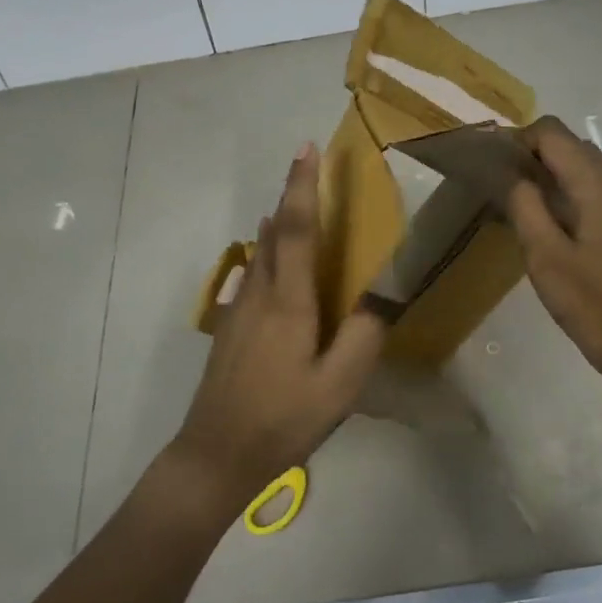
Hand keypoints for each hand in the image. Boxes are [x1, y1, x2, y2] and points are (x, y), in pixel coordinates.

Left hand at [168, 144, 386, 511]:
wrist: (216, 454)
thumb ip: (365, 334)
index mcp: (288, 302)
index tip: (307, 149)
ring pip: (260, 254)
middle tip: (307, 168)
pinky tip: (271, 267)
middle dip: (290, 195)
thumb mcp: (339, 386)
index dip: (302, 186)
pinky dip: (266, 256)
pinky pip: (252, 276)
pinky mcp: (230, 329)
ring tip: (292, 207)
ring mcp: (239, 311)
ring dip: (277, 224)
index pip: (295, 229)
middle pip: (273, 232)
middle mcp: (260, 294)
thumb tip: (385, 291)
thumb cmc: (283, 419)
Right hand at [505, 116, 601, 389]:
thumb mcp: (544, 255)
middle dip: (531, 158)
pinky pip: (595, 186)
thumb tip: (510, 173)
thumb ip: (524, 205)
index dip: (518, 142)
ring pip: (582, 165)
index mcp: (601, 184)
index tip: (493, 170)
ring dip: (549, 176)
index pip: (552, 133)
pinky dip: (567, 192)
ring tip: (519, 208)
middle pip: (568, 145)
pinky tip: (549, 225)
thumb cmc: (592, 303)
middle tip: (500, 192)